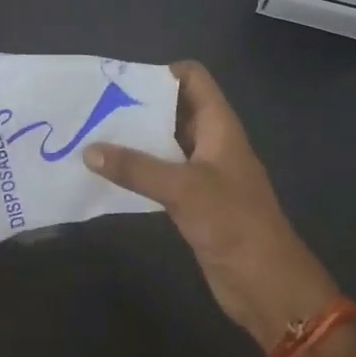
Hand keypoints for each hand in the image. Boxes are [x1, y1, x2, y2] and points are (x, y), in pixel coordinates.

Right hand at [87, 61, 341, 349]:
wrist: (266, 284)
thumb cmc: (233, 222)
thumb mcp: (183, 188)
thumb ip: (136, 167)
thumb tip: (89, 150)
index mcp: (219, 125)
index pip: (193, 78)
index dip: (161, 73)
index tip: (121, 81)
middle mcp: (211, 141)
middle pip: (174, 108)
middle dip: (138, 104)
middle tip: (95, 106)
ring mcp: (202, 172)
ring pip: (165, 142)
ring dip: (134, 138)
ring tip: (92, 134)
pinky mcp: (193, 200)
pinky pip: (161, 173)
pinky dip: (138, 169)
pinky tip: (107, 173)